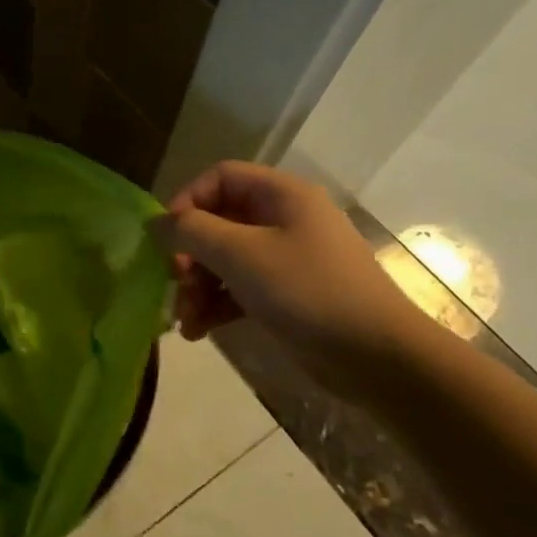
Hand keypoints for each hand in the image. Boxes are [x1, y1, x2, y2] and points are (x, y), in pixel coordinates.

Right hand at [154, 161, 426, 396]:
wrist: (379, 359)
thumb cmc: (307, 291)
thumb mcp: (241, 255)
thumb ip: (192, 231)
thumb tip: (156, 223)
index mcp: (281, 196)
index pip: (220, 178)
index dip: (188, 201)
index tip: (168, 237)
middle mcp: (283, 220)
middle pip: (218, 221)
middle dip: (190, 254)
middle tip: (174, 281)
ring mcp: (286, 259)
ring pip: (225, 259)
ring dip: (197, 286)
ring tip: (185, 319)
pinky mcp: (286, 295)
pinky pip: (239, 288)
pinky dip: (216, 305)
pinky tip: (198, 332)